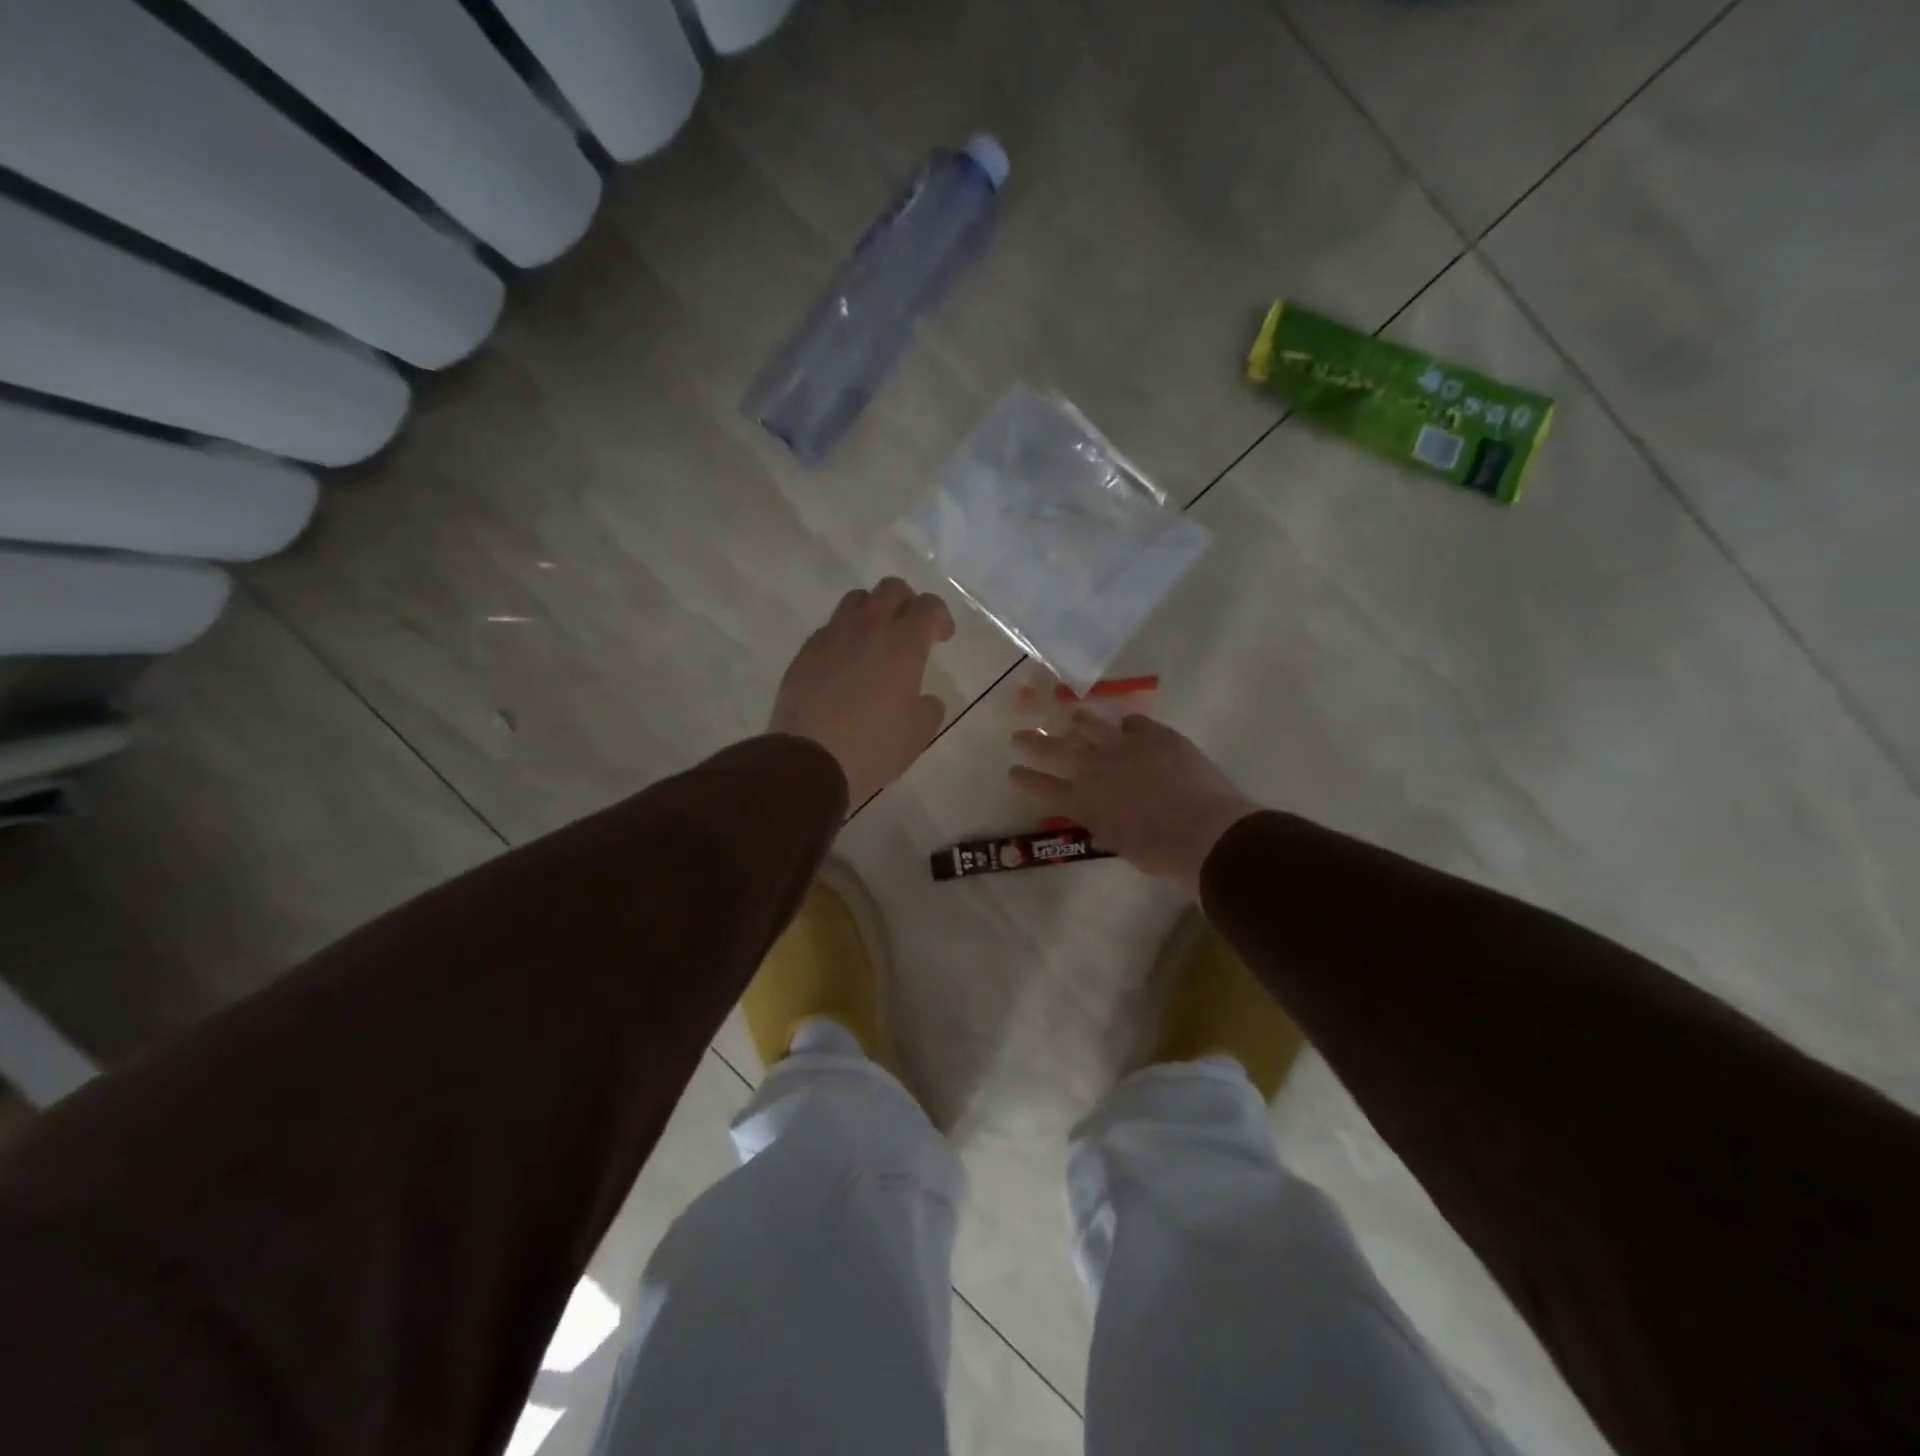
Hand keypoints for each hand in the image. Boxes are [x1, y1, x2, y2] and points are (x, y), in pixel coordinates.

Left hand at [770, 578, 954, 805]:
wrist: (809, 761)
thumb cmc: (873, 747)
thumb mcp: (918, 734)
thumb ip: (929, 708)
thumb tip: (924, 699)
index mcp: (903, 644)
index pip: (928, 605)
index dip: (940, 617)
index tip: (941, 638)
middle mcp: (867, 628)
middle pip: (891, 588)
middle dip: (907, 603)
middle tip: (911, 631)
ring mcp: (831, 637)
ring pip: (856, 600)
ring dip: (873, 612)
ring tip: (876, 643)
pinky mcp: (805, 652)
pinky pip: (830, 628)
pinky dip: (844, 637)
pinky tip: (845, 666)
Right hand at [1009, 711, 1258, 897]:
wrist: (1206, 834)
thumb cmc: (1162, 854)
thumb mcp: (1118, 841)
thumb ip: (1101, 819)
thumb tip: (1098, 807)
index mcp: (1083, 803)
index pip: (1042, 788)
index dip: (1025, 780)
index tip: (1013, 772)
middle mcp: (1094, 769)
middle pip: (1054, 751)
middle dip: (1033, 743)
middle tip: (1020, 737)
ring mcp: (1123, 746)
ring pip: (1089, 724)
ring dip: (1079, 723)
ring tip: (1074, 720)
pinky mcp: (1155, 734)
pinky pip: (1132, 722)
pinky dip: (1126, 726)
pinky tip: (1127, 727)